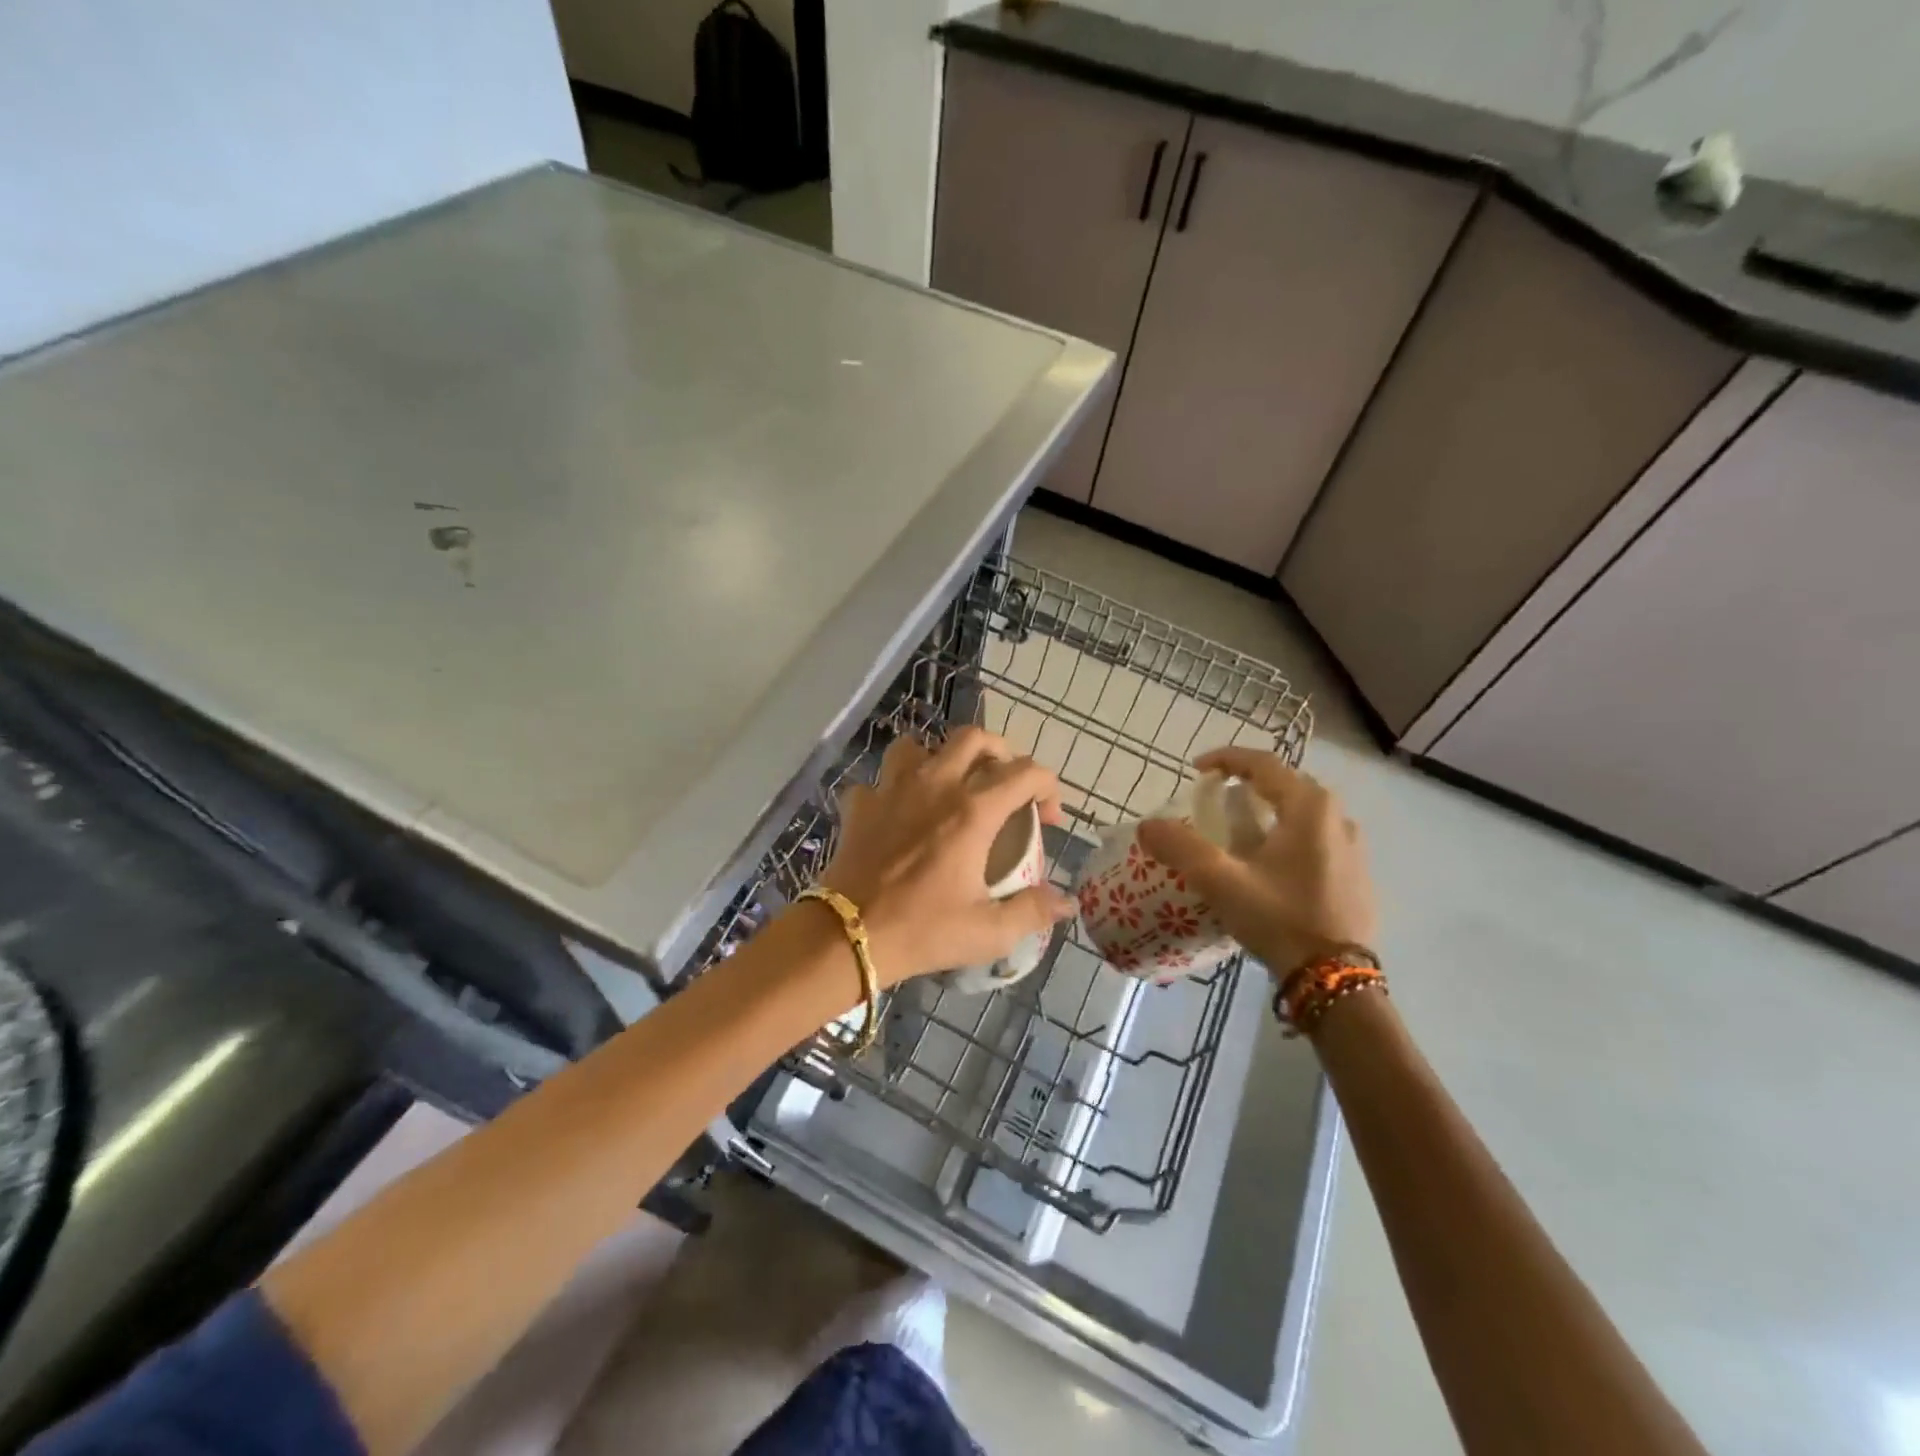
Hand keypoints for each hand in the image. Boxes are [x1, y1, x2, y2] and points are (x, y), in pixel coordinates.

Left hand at [819, 727, 1074, 984]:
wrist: (847, 935)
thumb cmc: (922, 930)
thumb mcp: (988, 931)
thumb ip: (1033, 911)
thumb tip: (1067, 903)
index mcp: (973, 810)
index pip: (1026, 772)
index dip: (1048, 787)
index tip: (1049, 819)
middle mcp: (935, 784)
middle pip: (975, 738)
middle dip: (1000, 753)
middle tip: (1005, 785)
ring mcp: (892, 788)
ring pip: (920, 745)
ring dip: (941, 758)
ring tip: (950, 786)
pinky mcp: (861, 804)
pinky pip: (880, 780)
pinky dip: (894, 789)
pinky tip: (899, 813)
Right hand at [1137, 747, 1377, 974]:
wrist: (1337, 980)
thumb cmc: (1280, 919)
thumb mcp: (1222, 882)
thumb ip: (1181, 847)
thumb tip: (1147, 825)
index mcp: (1309, 807)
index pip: (1263, 763)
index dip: (1226, 759)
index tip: (1196, 770)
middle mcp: (1337, 816)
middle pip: (1286, 784)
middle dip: (1248, 784)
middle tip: (1216, 799)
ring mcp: (1353, 847)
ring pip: (1303, 812)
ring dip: (1270, 811)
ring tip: (1240, 831)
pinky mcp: (1357, 874)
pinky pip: (1317, 838)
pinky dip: (1288, 836)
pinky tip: (1270, 865)